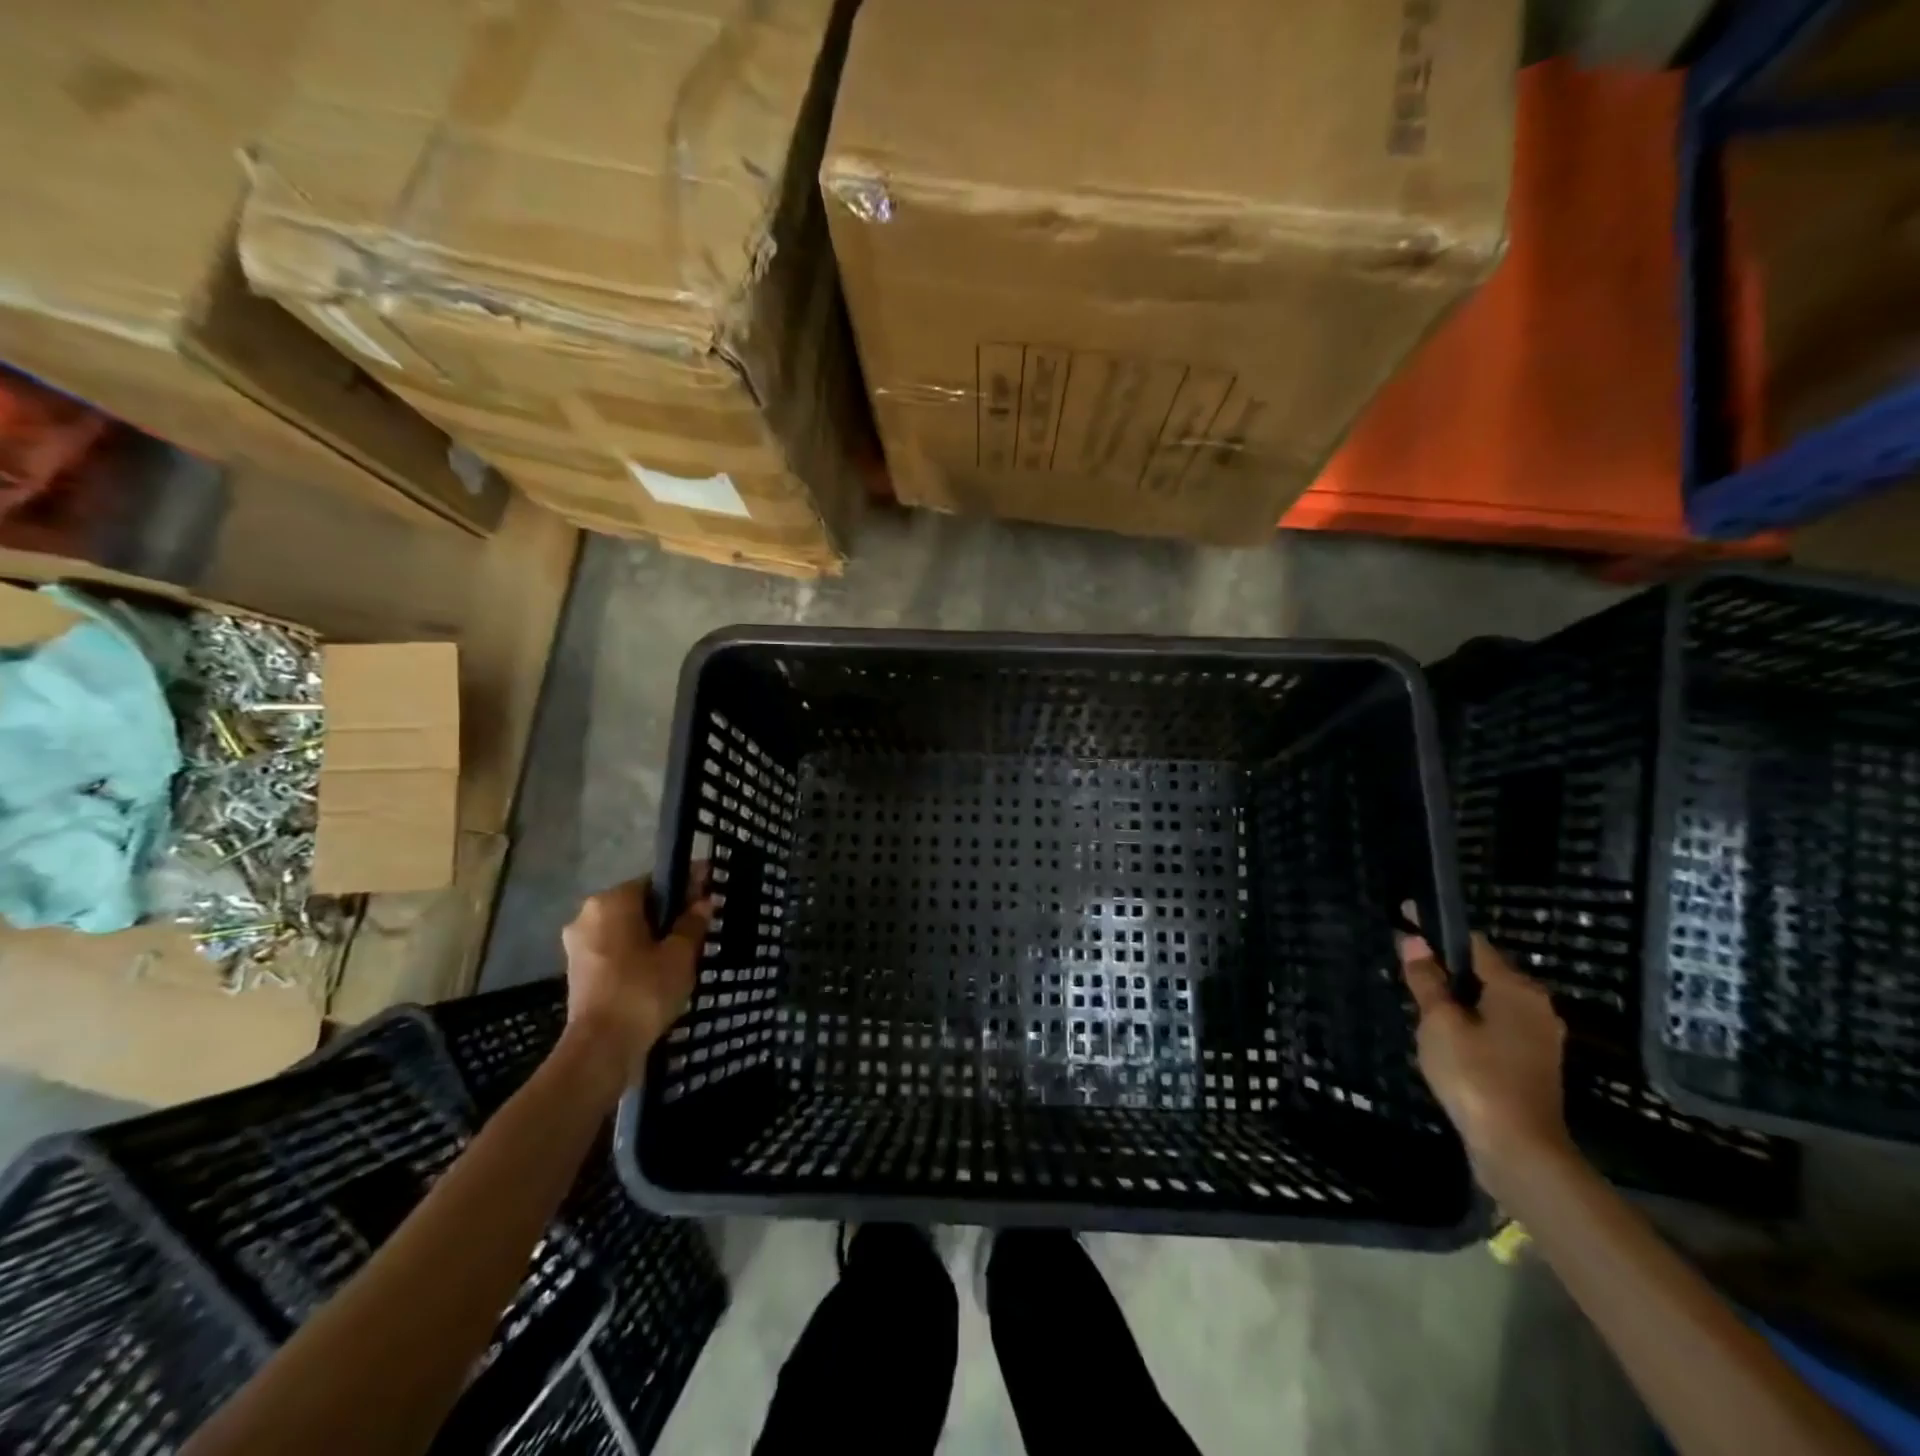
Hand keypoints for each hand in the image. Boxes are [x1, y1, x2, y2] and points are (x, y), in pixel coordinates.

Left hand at [559, 872, 712, 1090]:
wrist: (601, 1048)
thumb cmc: (643, 991)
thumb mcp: (680, 954)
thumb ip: (692, 923)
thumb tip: (703, 901)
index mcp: (611, 901)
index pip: (656, 881)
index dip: (686, 887)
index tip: (708, 894)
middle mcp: (587, 915)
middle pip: (638, 904)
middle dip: (667, 914)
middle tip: (698, 929)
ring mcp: (578, 944)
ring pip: (625, 928)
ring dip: (650, 935)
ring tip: (682, 953)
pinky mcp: (577, 970)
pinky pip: (613, 950)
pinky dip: (634, 954)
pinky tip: (657, 971)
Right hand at [1398, 910, 1571, 1199]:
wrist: (1519, 1150)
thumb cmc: (1475, 1075)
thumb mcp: (1439, 1022)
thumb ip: (1426, 980)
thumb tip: (1413, 940)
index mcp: (1516, 989)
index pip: (1471, 942)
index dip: (1436, 928)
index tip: (1405, 916)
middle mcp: (1536, 1007)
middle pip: (1483, 971)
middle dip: (1446, 965)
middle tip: (1406, 963)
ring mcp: (1539, 1038)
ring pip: (1488, 1001)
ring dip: (1456, 996)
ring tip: (1418, 997)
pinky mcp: (1533, 1064)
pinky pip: (1495, 1026)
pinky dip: (1469, 1020)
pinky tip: (1443, 1033)